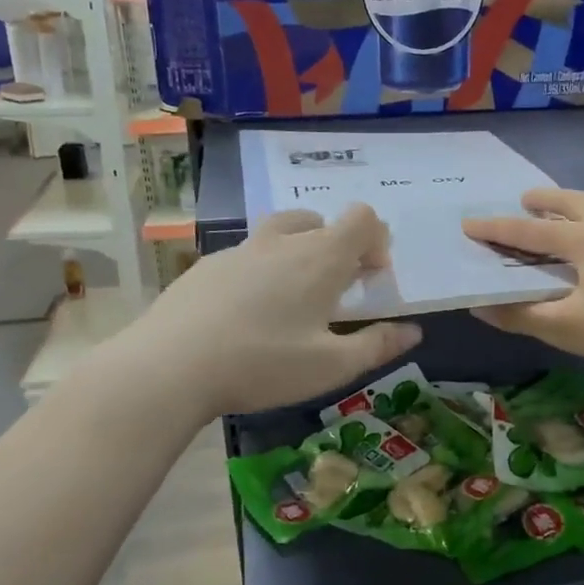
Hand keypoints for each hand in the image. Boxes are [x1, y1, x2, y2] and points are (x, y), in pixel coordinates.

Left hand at [123, 205, 421, 417]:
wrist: (170, 366)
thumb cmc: (263, 364)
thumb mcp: (331, 366)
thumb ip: (377, 345)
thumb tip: (413, 331)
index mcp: (320, 258)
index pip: (361, 218)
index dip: (377, 240)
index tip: (372, 277)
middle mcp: (282, 242)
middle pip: (321, 221)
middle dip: (339, 246)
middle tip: (337, 291)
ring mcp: (239, 250)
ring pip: (281, 232)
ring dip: (299, 252)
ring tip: (294, 298)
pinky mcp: (206, 266)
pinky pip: (248, 255)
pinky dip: (262, 270)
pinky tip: (248, 313)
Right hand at [462, 188, 583, 375]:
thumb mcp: (566, 328)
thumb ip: (520, 316)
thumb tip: (480, 306)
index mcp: (583, 238)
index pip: (528, 230)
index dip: (495, 229)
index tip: (469, 223)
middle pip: (568, 202)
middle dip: (540, 201)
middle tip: (521, 202)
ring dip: (567, 207)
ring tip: (555, 216)